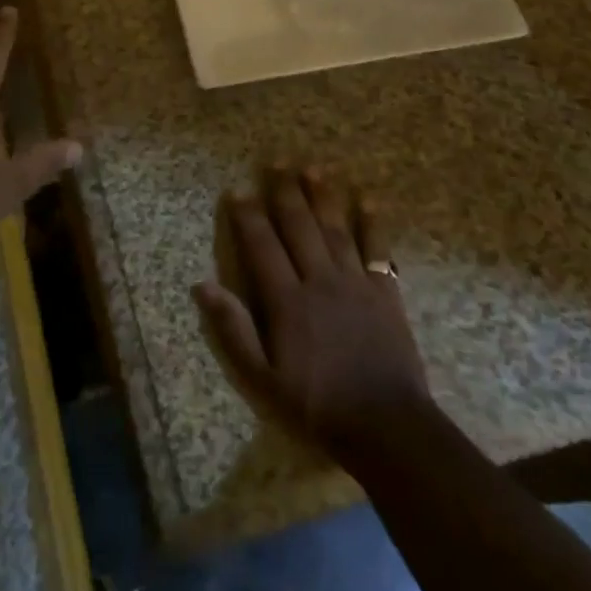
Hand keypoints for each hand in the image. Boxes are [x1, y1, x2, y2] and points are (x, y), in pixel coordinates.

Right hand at [195, 167, 430, 467]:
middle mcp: (319, 280)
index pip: (261, 246)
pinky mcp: (386, 293)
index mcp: (287, 300)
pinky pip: (378, 250)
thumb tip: (203, 286)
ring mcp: (355, 283)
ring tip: (313, 167)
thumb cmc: (318, 406)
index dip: (248, 216)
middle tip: (276, 162)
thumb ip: (234, 330)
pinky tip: (367, 201)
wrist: (388, 428)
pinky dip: (372, 224)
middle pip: (298, 227)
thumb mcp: (263, 379)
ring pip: (334, 229)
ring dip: (322, 197)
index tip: (236, 190)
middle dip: (285, 192)